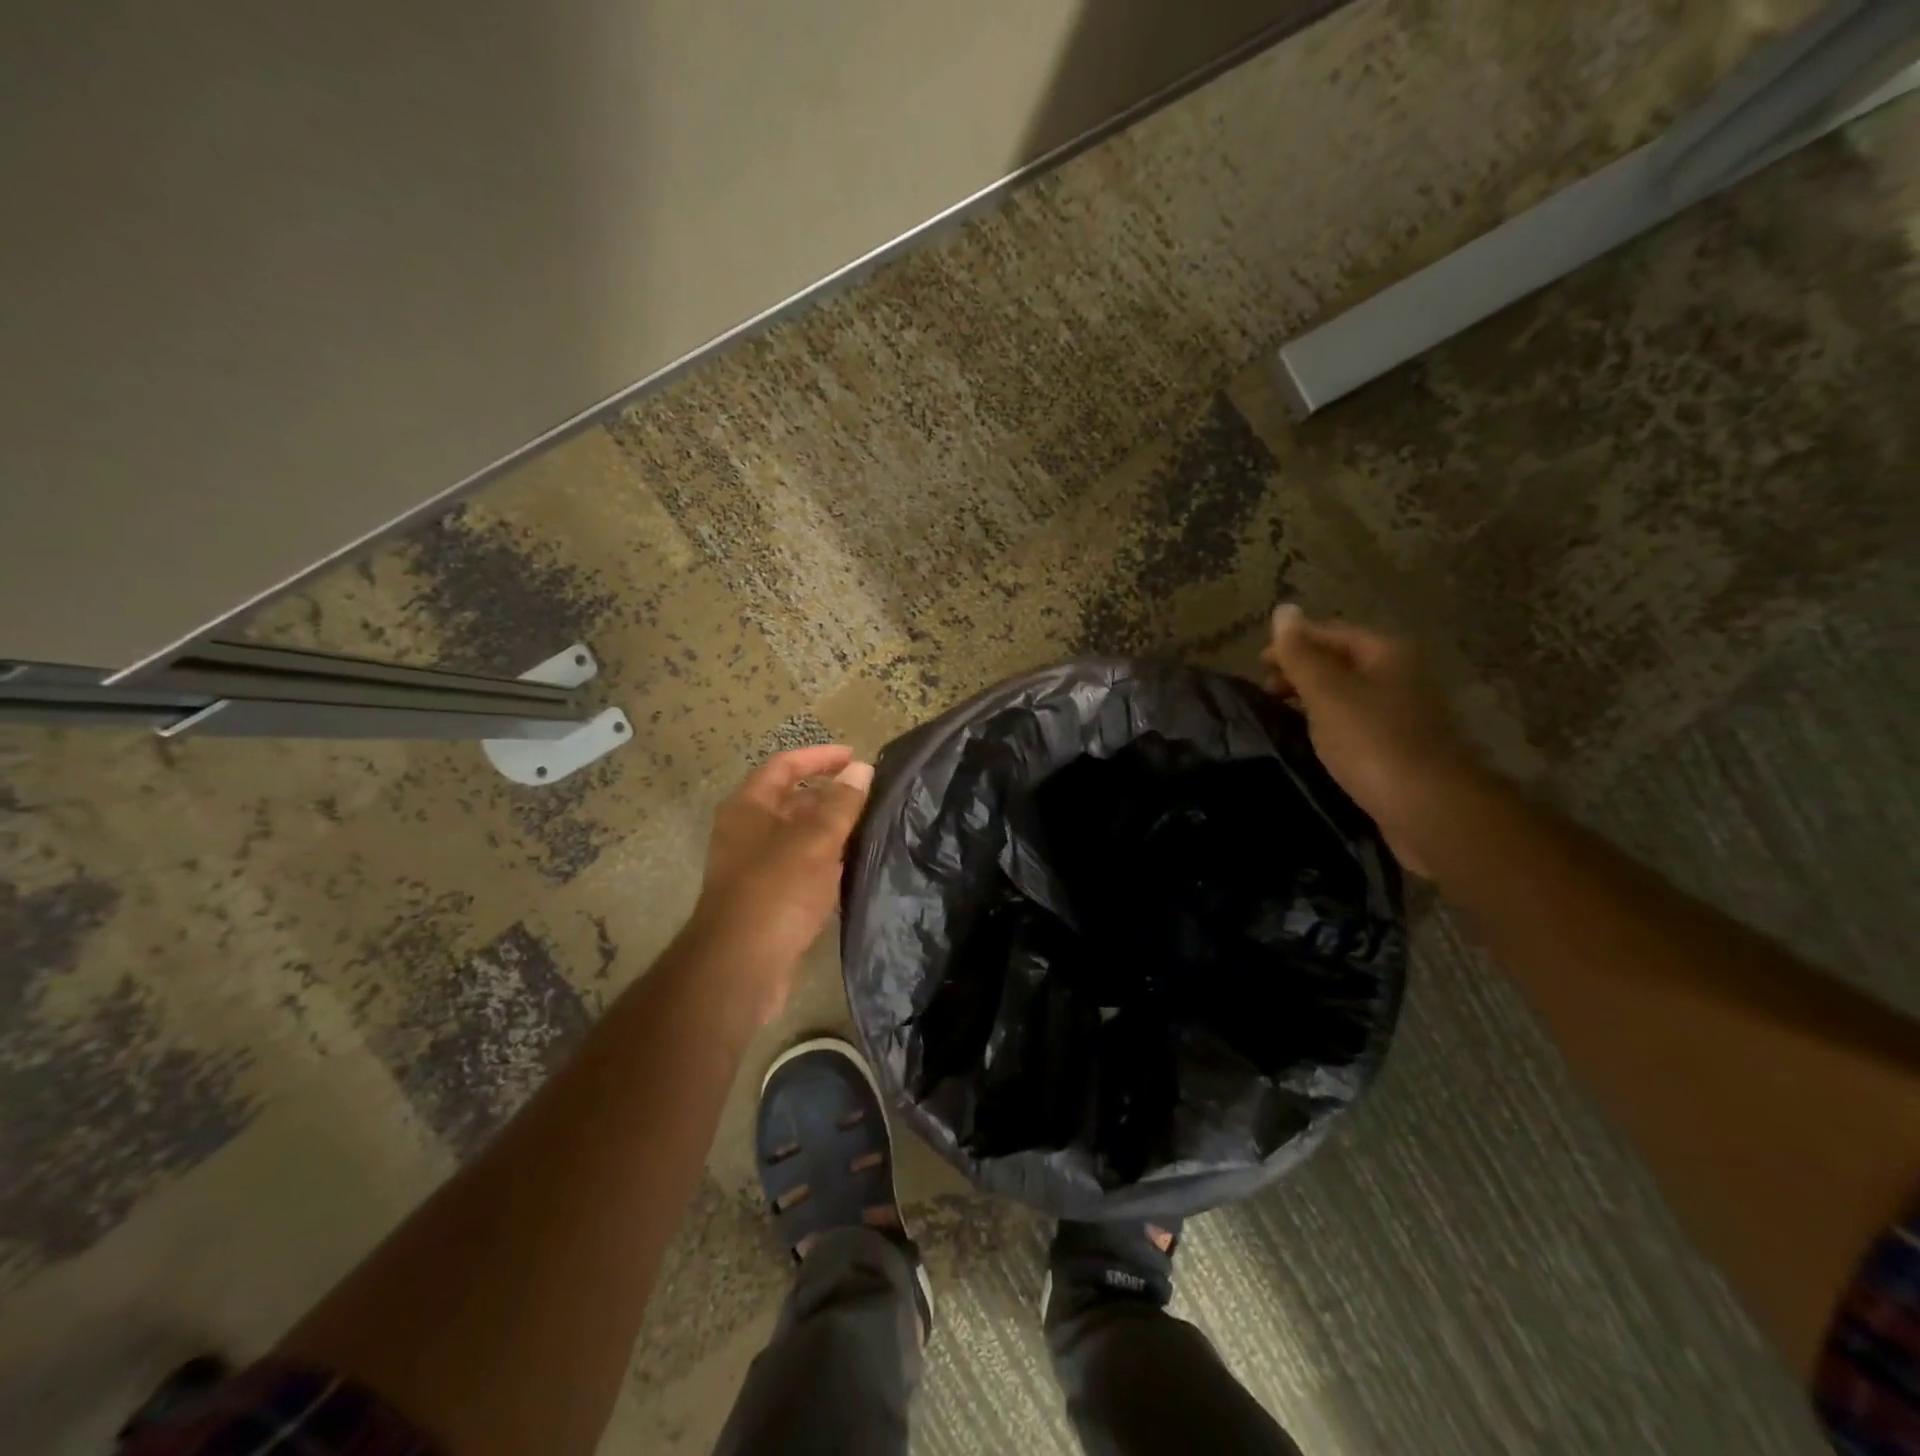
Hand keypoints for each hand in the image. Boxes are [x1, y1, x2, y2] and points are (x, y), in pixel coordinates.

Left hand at [691, 745, 872, 1018]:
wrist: (740, 967)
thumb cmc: (775, 891)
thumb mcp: (814, 841)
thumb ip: (840, 804)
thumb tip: (862, 769)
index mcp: (748, 808)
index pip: (784, 766)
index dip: (819, 757)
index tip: (856, 757)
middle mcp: (747, 832)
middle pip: (790, 801)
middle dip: (829, 794)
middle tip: (870, 795)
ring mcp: (755, 868)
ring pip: (798, 837)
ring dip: (830, 830)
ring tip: (870, 827)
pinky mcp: (768, 899)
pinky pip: (801, 867)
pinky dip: (825, 861)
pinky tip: (852, 867)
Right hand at [1261, 605, 1484, 876]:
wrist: (1428, 807)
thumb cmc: (1372, 741)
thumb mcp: (1327, 692)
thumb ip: (1300, 653)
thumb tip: (1283, 608)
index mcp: (1386, 653)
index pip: (1330, 633)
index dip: (1292, 645)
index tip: (1257, 667)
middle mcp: (1400, 675)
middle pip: (1341, 662)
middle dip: (1301, 673)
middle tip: (1265, 694)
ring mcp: (1403, 713)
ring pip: (1348, 695)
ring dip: (1313, 701)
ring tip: (1281, 718)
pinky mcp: (1400, 748)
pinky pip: (1356, 725)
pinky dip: (1329, 727)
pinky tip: (1312, 743)